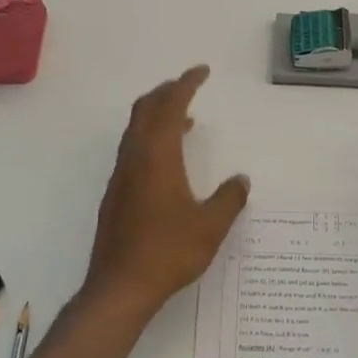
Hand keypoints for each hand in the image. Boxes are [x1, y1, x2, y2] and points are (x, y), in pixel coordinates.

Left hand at [85, 66, 249, 315]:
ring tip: (184, 120)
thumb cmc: (169, 252)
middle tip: (188, 87)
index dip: (186, 84)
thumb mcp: (211, 226)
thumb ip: (229, 199)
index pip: (170, 106)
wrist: (121, 286)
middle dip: (166, 92)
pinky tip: (167, 163)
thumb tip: (241, 180)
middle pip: (145, 110)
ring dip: (157, 116)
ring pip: (135, 131)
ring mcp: (121, 177)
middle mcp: (134, 158)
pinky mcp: (115, 195)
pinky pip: (133, 151)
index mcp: (157, 156)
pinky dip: (150, 139)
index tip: (201, 71)